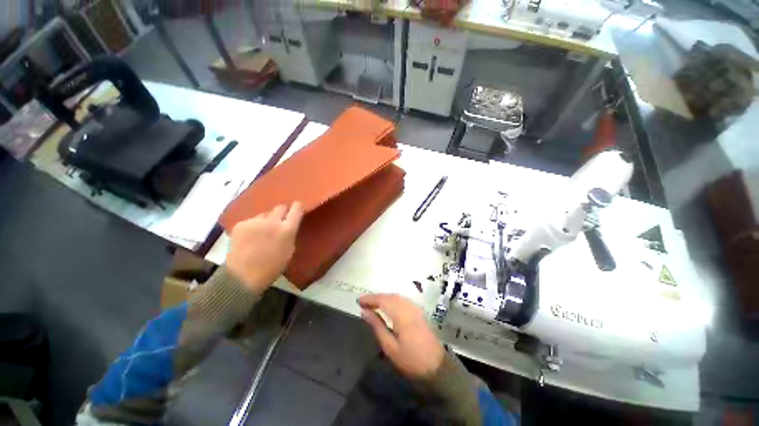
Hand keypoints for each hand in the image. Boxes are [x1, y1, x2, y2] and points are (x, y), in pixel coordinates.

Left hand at [226, 202, 303, 293]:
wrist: (242, 276)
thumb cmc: (272, 267)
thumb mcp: (289, 250)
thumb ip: (290, 234)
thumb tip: (288, 225)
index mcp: (287, 229)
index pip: (296, 209)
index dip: (297, 206)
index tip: (297, 206)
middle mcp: (272, 221)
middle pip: (280, 207)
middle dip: (282, 212)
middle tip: (280, 220)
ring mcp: (255, 221)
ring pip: (264, 214)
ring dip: (266, 220)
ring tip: (262, 232)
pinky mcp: (240, 224)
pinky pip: (251, 220)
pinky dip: (253, 226)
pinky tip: (249, 237)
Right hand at [358, 293, 444, 379]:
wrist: (437, 367)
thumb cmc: (411, 360)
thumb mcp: (390, 347)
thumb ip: (377, 326)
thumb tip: (364, 312)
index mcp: (401, 314)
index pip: (382, 300)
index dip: (370, 298)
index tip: (358, 301)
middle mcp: (408, 307)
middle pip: (389, 296)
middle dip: (376, 297)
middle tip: (363, 302)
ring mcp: (415, 308)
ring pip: (396, 296)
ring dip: (384, 297)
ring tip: (372, 304)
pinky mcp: (418, 311)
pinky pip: (402, 300)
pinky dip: (392, 299)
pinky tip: (387, 306)